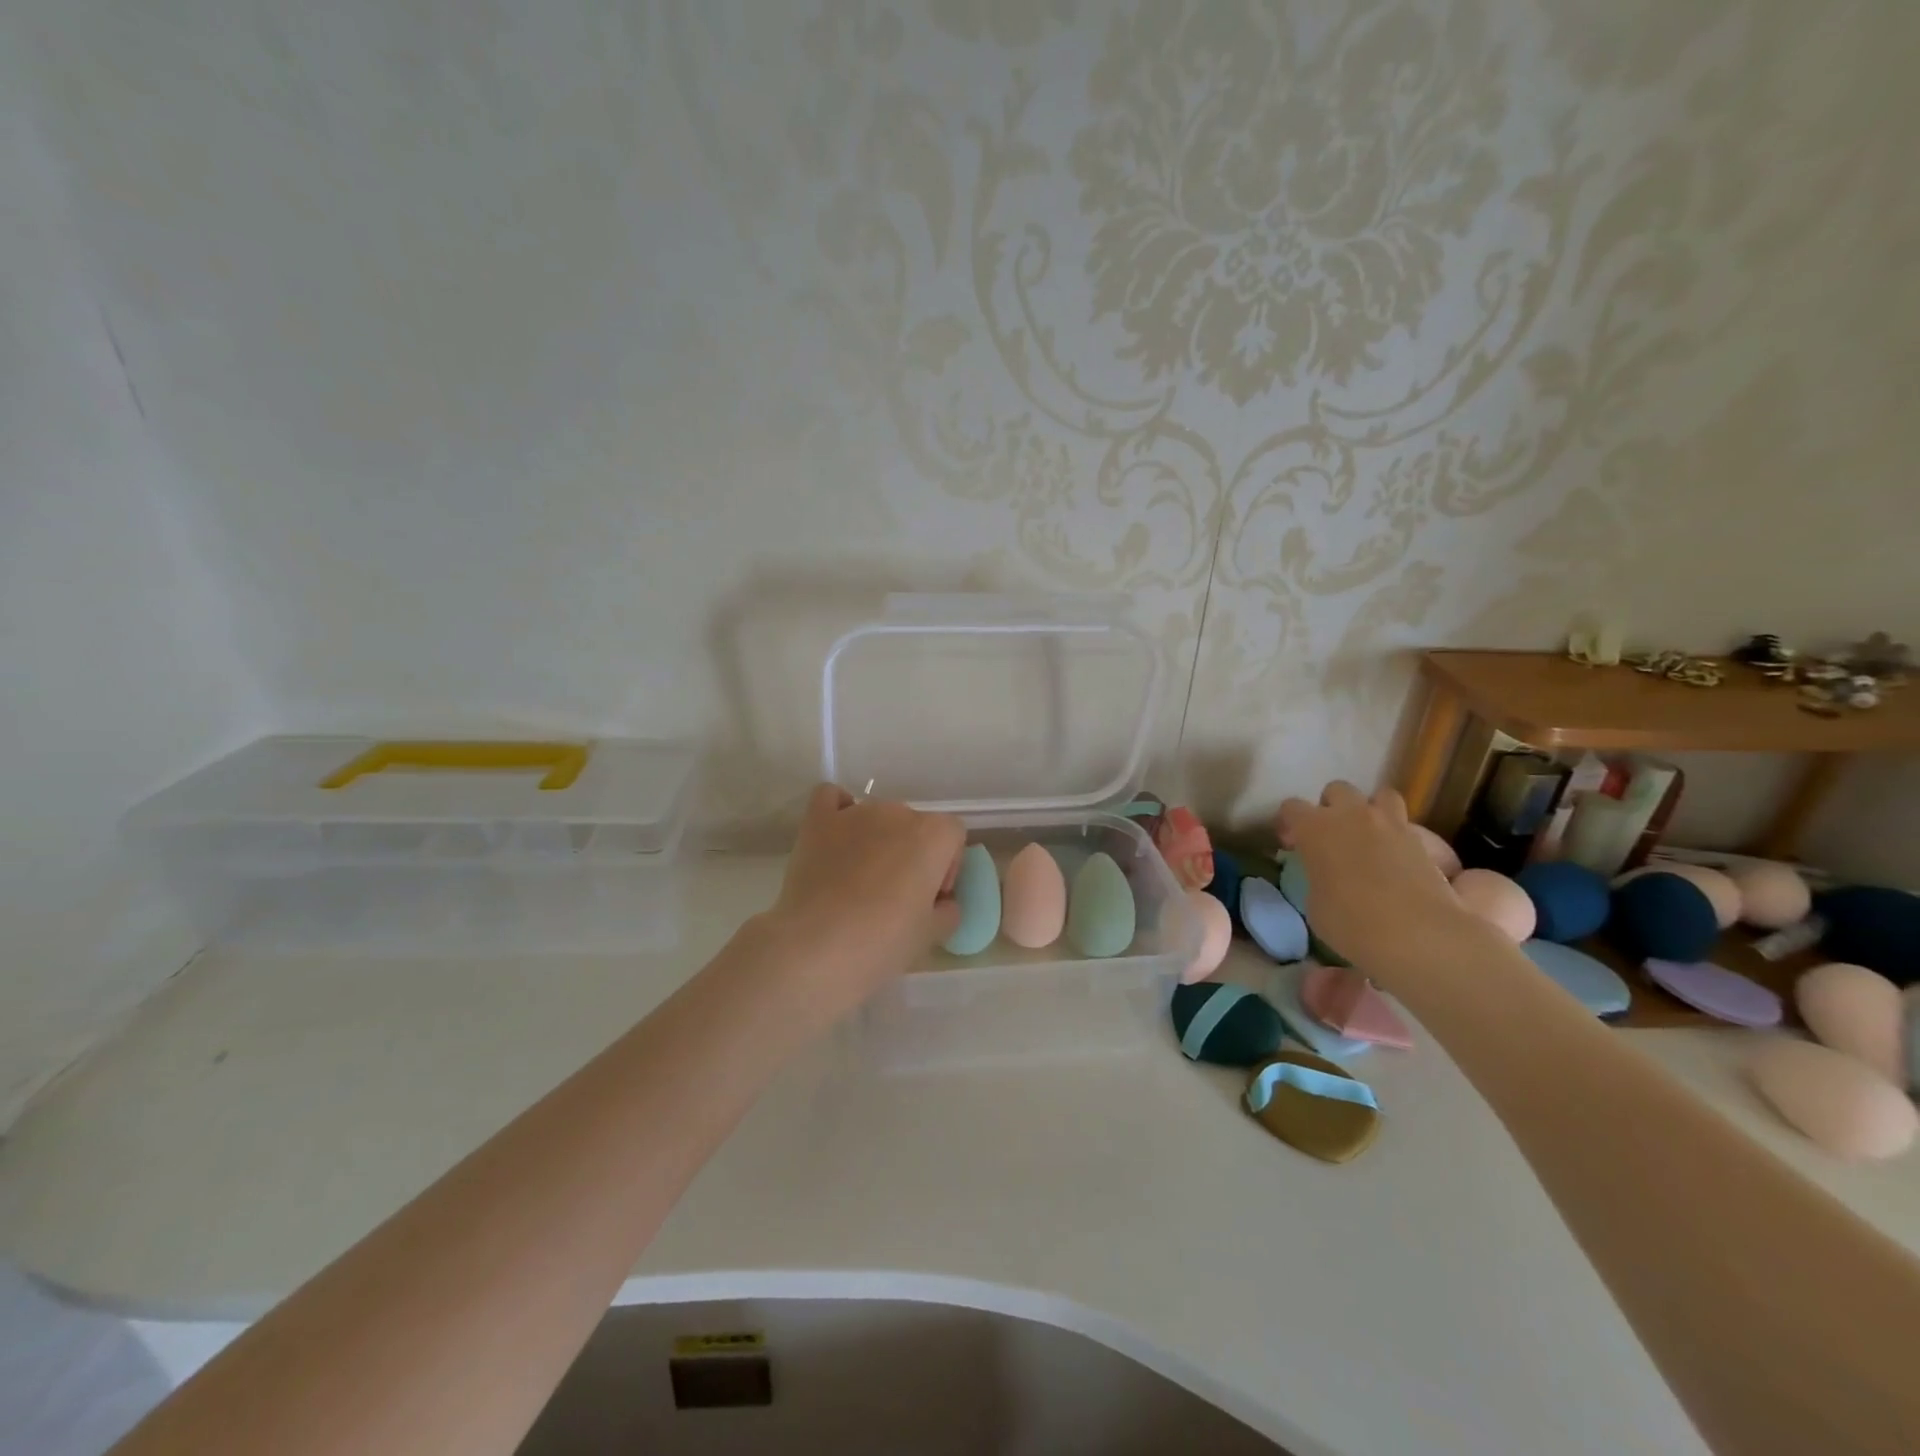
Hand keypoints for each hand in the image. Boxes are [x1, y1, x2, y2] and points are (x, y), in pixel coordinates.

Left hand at [761, 784, 966, 1020]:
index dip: (946, 867)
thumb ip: (947, 911)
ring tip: (858, 880)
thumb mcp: (931, 936)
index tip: (930, 898)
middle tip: (895, 897)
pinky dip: (837, 812)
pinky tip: (835, 839)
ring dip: (876, 840)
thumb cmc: (882, 943)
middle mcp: (897, 813)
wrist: (815, 948)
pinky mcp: (817, 821)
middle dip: (910, 854)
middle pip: (914, 826)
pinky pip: (831, 798)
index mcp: (933, 835)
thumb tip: (941, 902)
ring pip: (876, 816)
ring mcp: (855, 813)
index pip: (952, 836)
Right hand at [1276, 782, 1481, 980]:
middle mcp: (1353, 815)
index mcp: (1316, 828)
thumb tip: (1326, 877)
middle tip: (1331, 836)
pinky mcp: (1423, 842)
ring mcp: (1392, 824)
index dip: (1288, 823)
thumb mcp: (1314, 904)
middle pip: (1337, 790)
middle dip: (1332, 807)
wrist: (1416, 935)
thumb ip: (1316, 878)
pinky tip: (1398, 860)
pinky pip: (1407, 825)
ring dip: (1371, 810)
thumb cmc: (1350, 922)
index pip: (1291, 807)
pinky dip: (1399, 835)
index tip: (1290, 844)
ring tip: (1369, 836)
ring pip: (1380, 795)